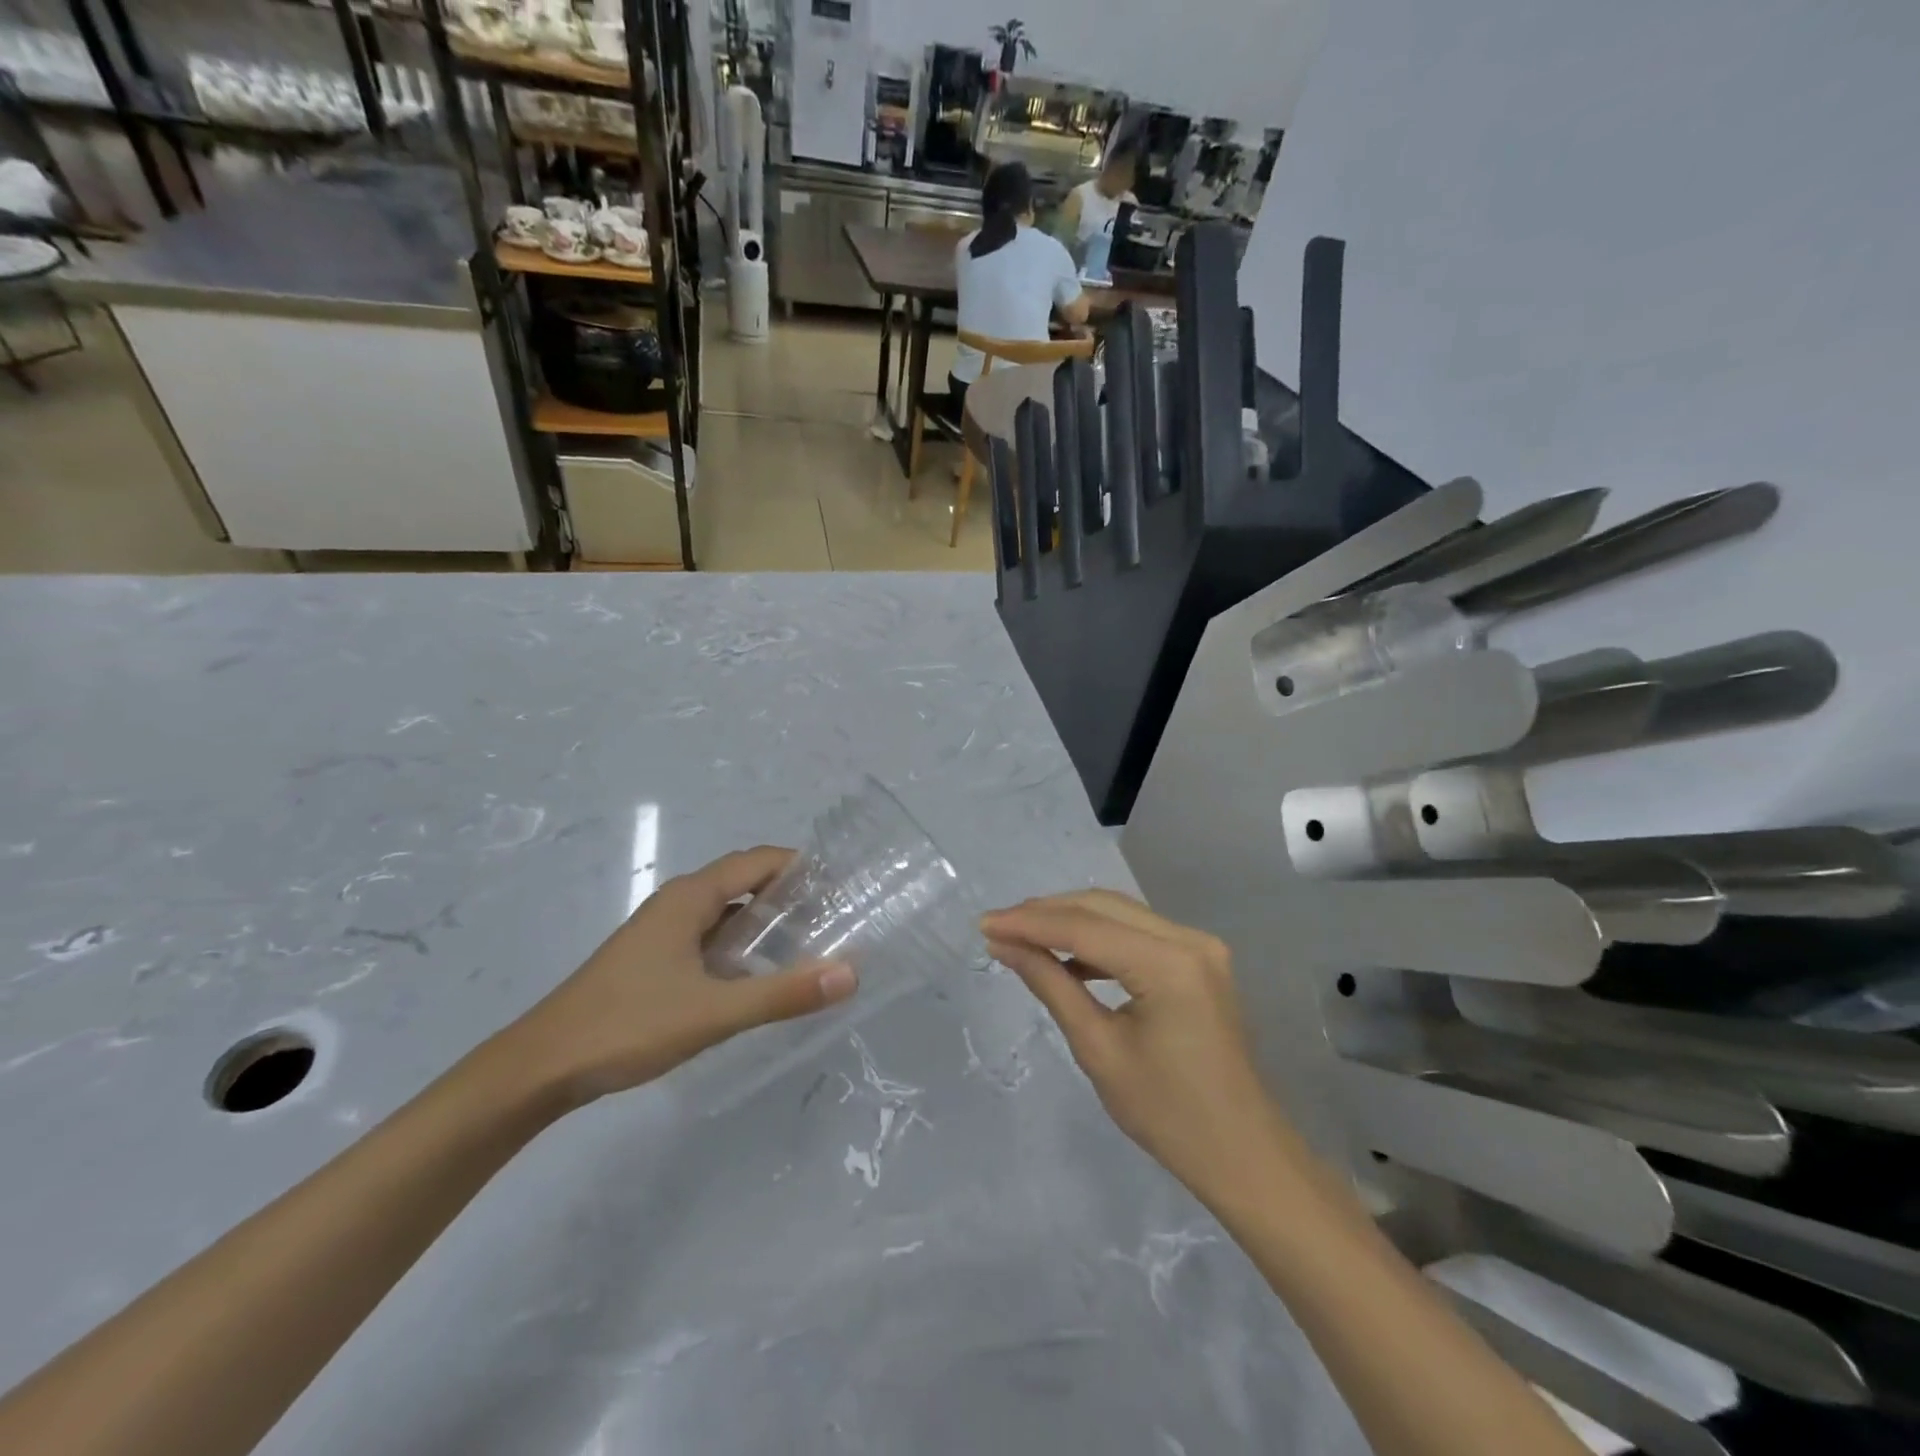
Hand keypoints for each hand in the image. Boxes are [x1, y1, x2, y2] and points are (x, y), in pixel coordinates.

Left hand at [505, 846, 857, 1107]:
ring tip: (808, 943)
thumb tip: (851, 973)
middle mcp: (678, 902)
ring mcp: (663, 930)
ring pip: (726, 911)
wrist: (542, 1066)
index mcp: (691, 897)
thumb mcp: (715, 1012)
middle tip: (834, 918)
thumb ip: (783, 993)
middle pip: (744, 881)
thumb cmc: (629, 1025)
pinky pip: (709, 935)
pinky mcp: (653, 957)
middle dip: (789, 894)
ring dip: (764, 920)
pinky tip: (756, 974)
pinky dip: (739, 943)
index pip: (759, 861)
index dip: (801, 867)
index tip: (841, 886)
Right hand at [982, 890, 1283, 1206]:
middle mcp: (1189, 939)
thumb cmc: (1168, 1114)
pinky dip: (1100, 938)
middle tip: (997, 927)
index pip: (1084, 927)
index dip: (1029, 923)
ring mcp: (1200, 946)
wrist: (1243, 1154)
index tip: (983, 925)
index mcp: (1169, 964)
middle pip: (1103, 907)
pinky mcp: (1200, 959)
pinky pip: (1138, 933)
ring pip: (1120, 913)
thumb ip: (1050, 985)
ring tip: (1023, 938)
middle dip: (1046, 913)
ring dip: (1071, 921)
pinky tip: (1069, 958)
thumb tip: (1004, 945)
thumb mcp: (1098, 1049)